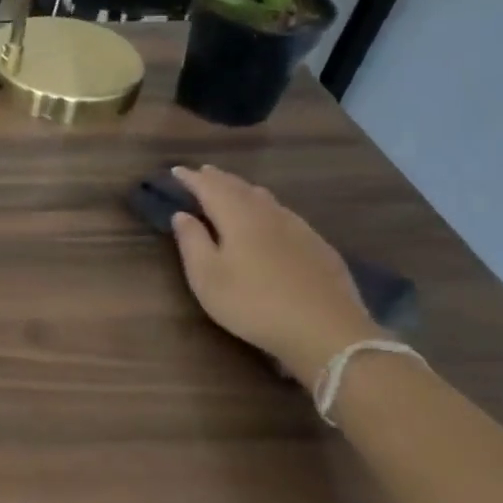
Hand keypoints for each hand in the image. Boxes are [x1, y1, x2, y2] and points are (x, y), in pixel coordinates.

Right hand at [169, 167, 383, 389]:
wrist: (326, 331)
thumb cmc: (254, 303)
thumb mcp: (208, 277)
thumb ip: (192, 242)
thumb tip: (182, 214)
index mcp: (238, 218)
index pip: (210, 188)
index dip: (192, 179)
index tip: (176, 171)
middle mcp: (269, 214)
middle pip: (240, 188)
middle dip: (218, 179)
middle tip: (202, 172)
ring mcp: (299, 229)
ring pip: (266, 198)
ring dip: (244, 189)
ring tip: (232, 188)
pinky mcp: (319, 246)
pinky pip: (285, 214)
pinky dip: (267, 206)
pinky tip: (270, 217)